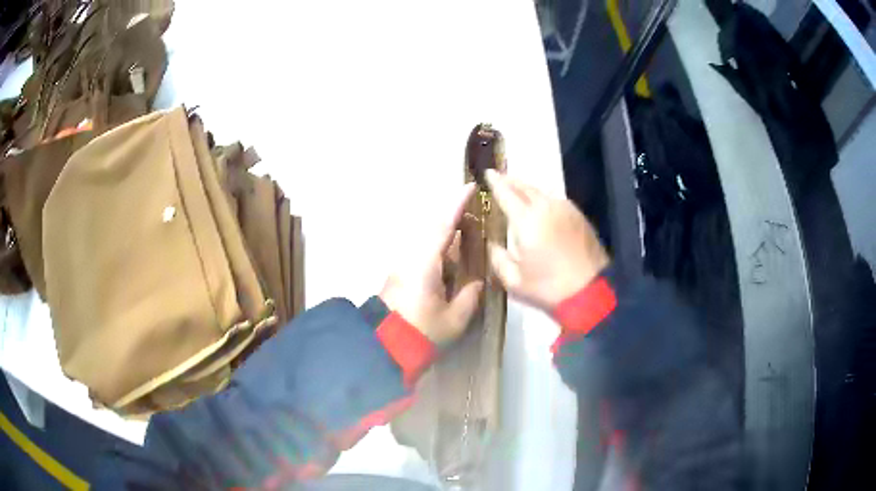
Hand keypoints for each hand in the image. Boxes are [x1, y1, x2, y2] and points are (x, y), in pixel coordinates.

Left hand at [380, 184, 483, 344]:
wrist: (385, 345)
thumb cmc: (422, 332)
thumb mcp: (454, 318)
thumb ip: (469, 296)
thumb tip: (476, 282)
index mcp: (425, 263)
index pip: (443, 226)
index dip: (457, 204)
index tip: (469, 187)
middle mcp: (411, 257)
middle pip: (432, 227)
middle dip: (452, 216)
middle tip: (473, 214)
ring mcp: (403, 265)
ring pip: (426, 238)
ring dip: (444, 231)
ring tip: (465, 233)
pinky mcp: (399, 274)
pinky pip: (422, 250)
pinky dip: (437, 245)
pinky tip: (448, 255)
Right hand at [485, 169, 609, 311]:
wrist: (591, 291)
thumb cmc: (548, 287)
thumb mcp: (514, 280)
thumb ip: (499, 259)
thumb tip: (493, 244)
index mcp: (526, 220)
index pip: (506, 193)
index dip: (495, 182)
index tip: (488, 173)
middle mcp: (545, 207)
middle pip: (525, 187)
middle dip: (510, 180)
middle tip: (499, 176)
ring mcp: (565, 208)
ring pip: (541, 191)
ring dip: (527, 188)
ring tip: (517, 188)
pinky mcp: (578, 215)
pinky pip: (555, 198)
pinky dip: (543, 196)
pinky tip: (540, 203)